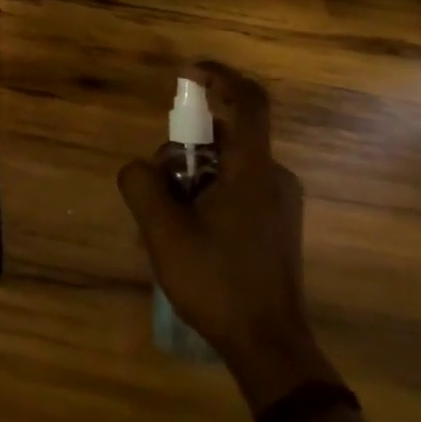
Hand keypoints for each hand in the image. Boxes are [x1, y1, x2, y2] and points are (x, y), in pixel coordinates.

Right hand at [118, 62, 334, 409]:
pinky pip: (236, 189)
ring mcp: (279, 203)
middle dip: (185, 149)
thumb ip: (142, 184)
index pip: (248, 101)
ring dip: (193, 177)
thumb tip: (141, 167)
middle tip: (159, 184)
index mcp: (253, 171)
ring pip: (227, 166)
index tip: (188, 73)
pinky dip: (208, 195)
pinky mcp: (277, 224)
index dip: (220, 77)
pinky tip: (190, 235)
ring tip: (169, 220)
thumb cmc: (218, 284)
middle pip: (225, 136)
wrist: (270, 348)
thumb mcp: (163, 232)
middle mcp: (273, 177)